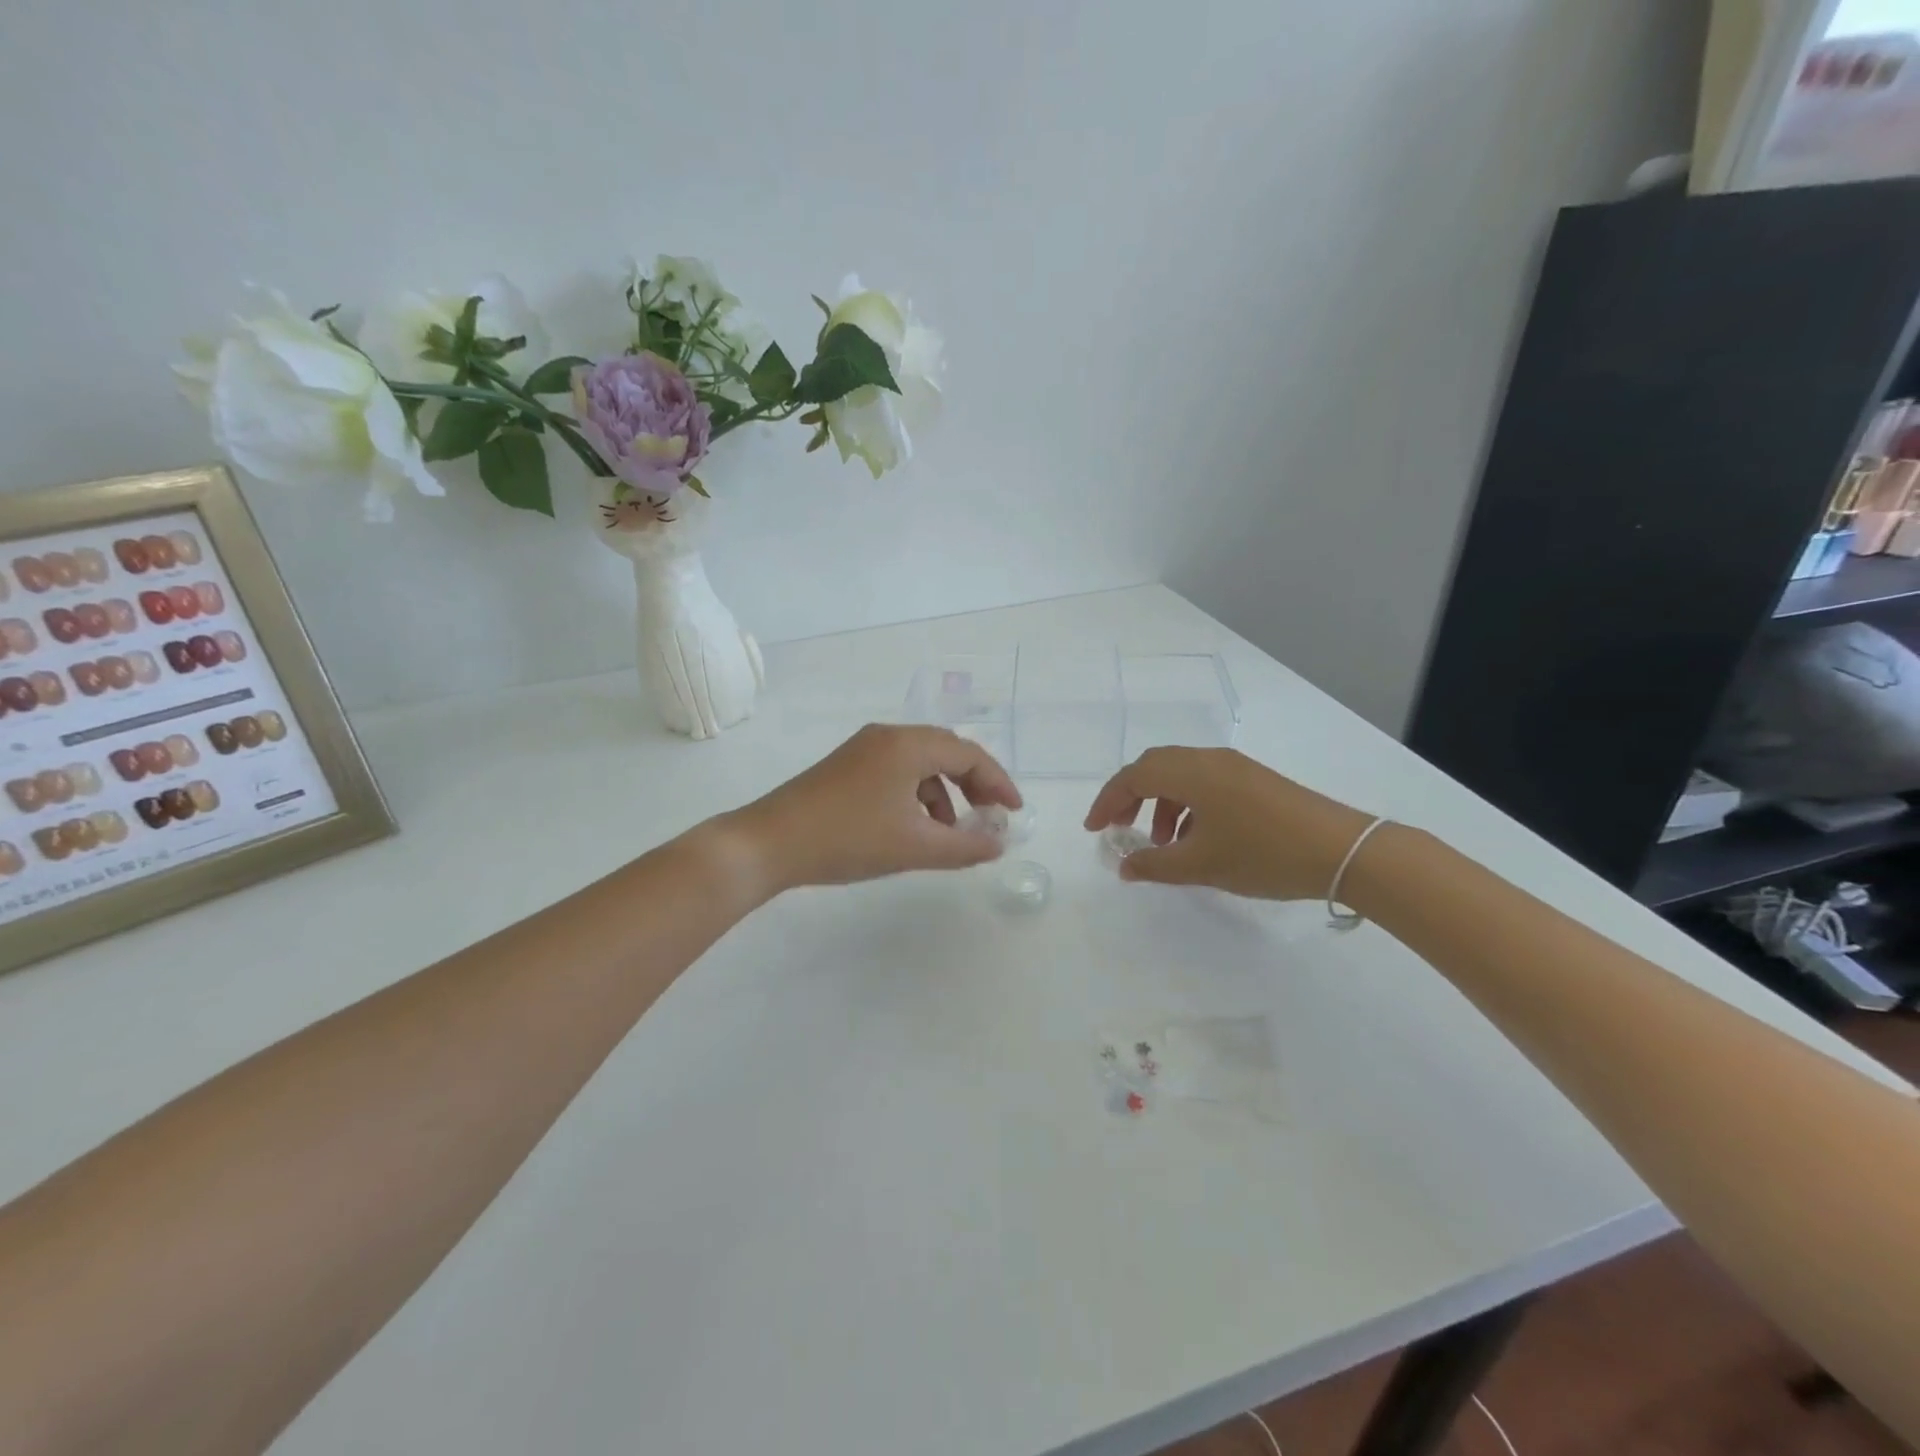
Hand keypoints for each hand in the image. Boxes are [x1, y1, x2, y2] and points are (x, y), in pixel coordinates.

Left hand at [722, 724, 1022, 895]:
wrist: (768, 843)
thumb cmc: (848, 839)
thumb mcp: (914, 847)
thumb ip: (964, 846)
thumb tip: (999, 844)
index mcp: (908, 745)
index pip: (969, 754)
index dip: (998, 782)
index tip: (1014, 812)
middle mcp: (888, 736)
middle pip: (946, 752)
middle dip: (973, 784)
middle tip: (989, 817)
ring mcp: (863, 749)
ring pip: (920, 763)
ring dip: (944, 793)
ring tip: (949, 832)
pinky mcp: (846, 766)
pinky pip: (897, 772)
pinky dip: (916, 795)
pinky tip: (912, 827)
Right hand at [1083, 747, 1373, 899]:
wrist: (1344, 851)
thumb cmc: (1264, 854)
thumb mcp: (1201, 865)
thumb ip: (1155, 865)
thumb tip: (1124, 867)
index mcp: (1191, 772)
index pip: (1133, 776)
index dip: (1107, 801)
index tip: (1094, 830)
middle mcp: (1210, 760)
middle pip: (1154, 767)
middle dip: (1130, 796)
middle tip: (1119, 828)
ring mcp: (1235, 768)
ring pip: (1181, 775)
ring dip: (1161, 804)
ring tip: (1162, 843)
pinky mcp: (1254, 780)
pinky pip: (1205, 783)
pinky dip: (1187, 805)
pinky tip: (1196, 839)